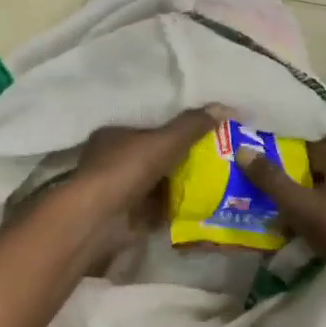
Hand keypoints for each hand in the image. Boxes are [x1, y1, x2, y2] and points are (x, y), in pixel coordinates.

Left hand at [69, 106, 227, 262]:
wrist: (99, 219)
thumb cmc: (126, 170)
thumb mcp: (164, 141)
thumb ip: (192, 125)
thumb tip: (226, 107)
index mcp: (113, 136)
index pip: (149, 130)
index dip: (176, 133)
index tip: (204, 137)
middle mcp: (112, 162)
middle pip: (155, 159)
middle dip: (182, 162)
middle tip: (216, 162)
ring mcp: (118, 192)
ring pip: (157, 185)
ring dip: (181, 187)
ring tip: (216, 184)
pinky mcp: (126, 219)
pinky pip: (158, 210)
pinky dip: (175, 209)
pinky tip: (201, 207)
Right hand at [233, 136, 325, 269]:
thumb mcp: (298, 204)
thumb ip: (271, 179)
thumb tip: (243, 150)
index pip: (314, 147)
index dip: (292, 149)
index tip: (271, 152)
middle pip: (323, 172)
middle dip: (299, 178)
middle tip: (272, 185)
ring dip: (311, 201)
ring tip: (284, 211)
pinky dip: (322, 219)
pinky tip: (306, 231)